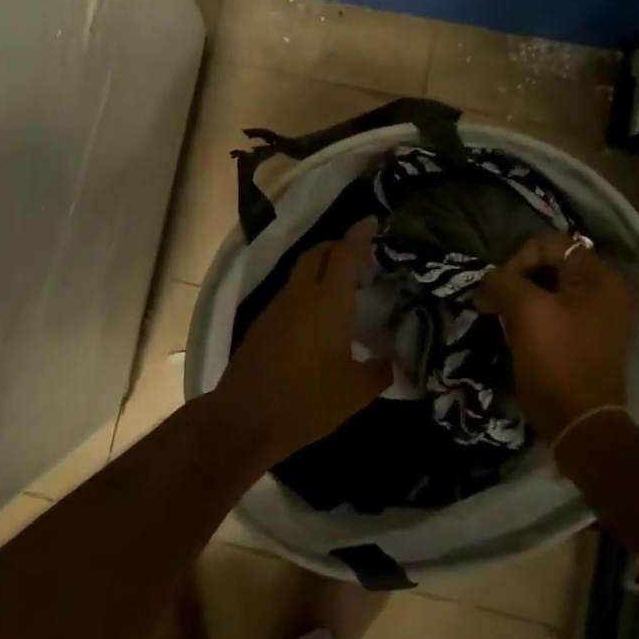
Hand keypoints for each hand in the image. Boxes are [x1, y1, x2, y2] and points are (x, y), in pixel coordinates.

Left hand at [212, 218, 391, 463]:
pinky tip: (316, 319)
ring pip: (300, 274)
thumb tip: (392, 363)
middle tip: (357, 255)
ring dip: (319, 271)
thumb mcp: (355, 392)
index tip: (372, 220)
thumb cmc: (308, 400)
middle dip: (336, 247)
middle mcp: (301, 295)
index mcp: (328, 301)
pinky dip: (306, 294)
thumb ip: (378, 372)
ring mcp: (276, 308)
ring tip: (340, 288)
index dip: (360, 235)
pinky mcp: (261, 325)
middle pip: (317, 254)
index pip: (346, 255)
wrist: (246, 417)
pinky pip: (289, 296)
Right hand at [477, 233, 635, 439]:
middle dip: (518, 280)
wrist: (579, 424)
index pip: (550, 244)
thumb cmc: (556, 360)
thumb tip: (488, 281)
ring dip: (522, 299)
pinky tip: (517, 333)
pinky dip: (533, 316)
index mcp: (600, 279)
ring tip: (503, 318)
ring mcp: (599, 317)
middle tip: (496, 303)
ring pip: (550, 289)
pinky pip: (555, 312)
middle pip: (551, 265)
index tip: (500, 289)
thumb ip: (503, 282)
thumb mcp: (526, 311)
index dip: (518, 260)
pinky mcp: (588, 339)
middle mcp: (607, 291)